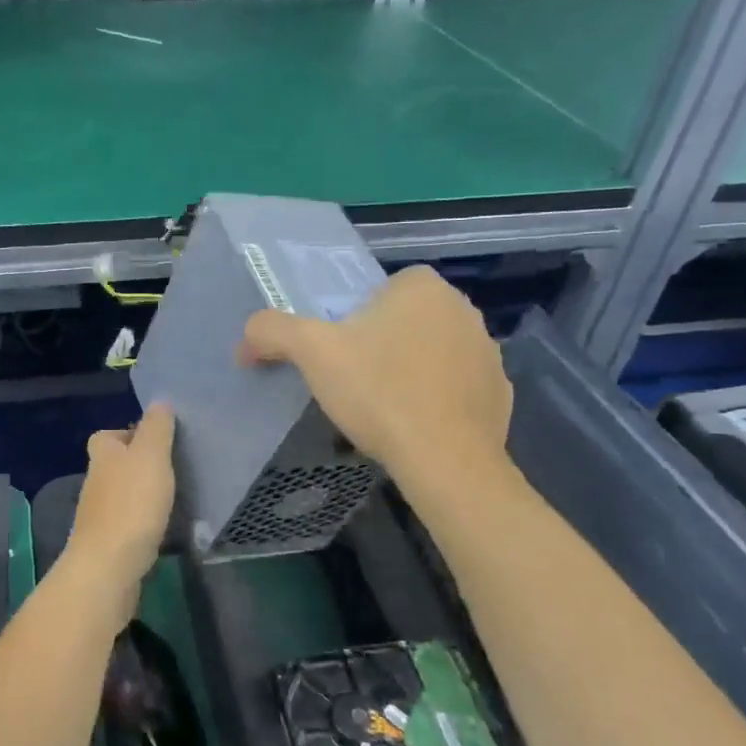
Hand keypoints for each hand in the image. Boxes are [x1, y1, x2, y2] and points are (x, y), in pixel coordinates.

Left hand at [62, 403, 174, 625]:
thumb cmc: (131, 504)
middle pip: (113, 465)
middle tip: (170, 468)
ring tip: (171, 497)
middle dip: (136, 464)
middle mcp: (94, 482)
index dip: (128, 433)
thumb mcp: (151, 456)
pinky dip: (140, 522)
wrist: (108, 567)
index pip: (107, 435)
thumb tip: (159, 400)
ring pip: (119, 495)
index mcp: (102, 455)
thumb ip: (156, 427)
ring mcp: (97, 516)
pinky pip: (125, 524)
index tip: (155, 439)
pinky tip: (160, 527)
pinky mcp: (106, 544)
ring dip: (139, 494)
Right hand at [238, 266, 512, 480]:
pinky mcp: (500, 393)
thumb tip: (246, 339)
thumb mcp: (311, 353)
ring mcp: (488, 351)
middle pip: (405, 321)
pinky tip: (416, 427)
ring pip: (432, 353)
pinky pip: (457, 387)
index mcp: (422, 286)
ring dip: (410, 371)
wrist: (445, 459)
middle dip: (382, 344)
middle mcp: (463, 308)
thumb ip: (273, 331)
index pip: (379, 290)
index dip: (355, 320)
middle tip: (356, 382)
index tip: (341, 353)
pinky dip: (437, 401)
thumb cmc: (377, 391)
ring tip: (384, 409)